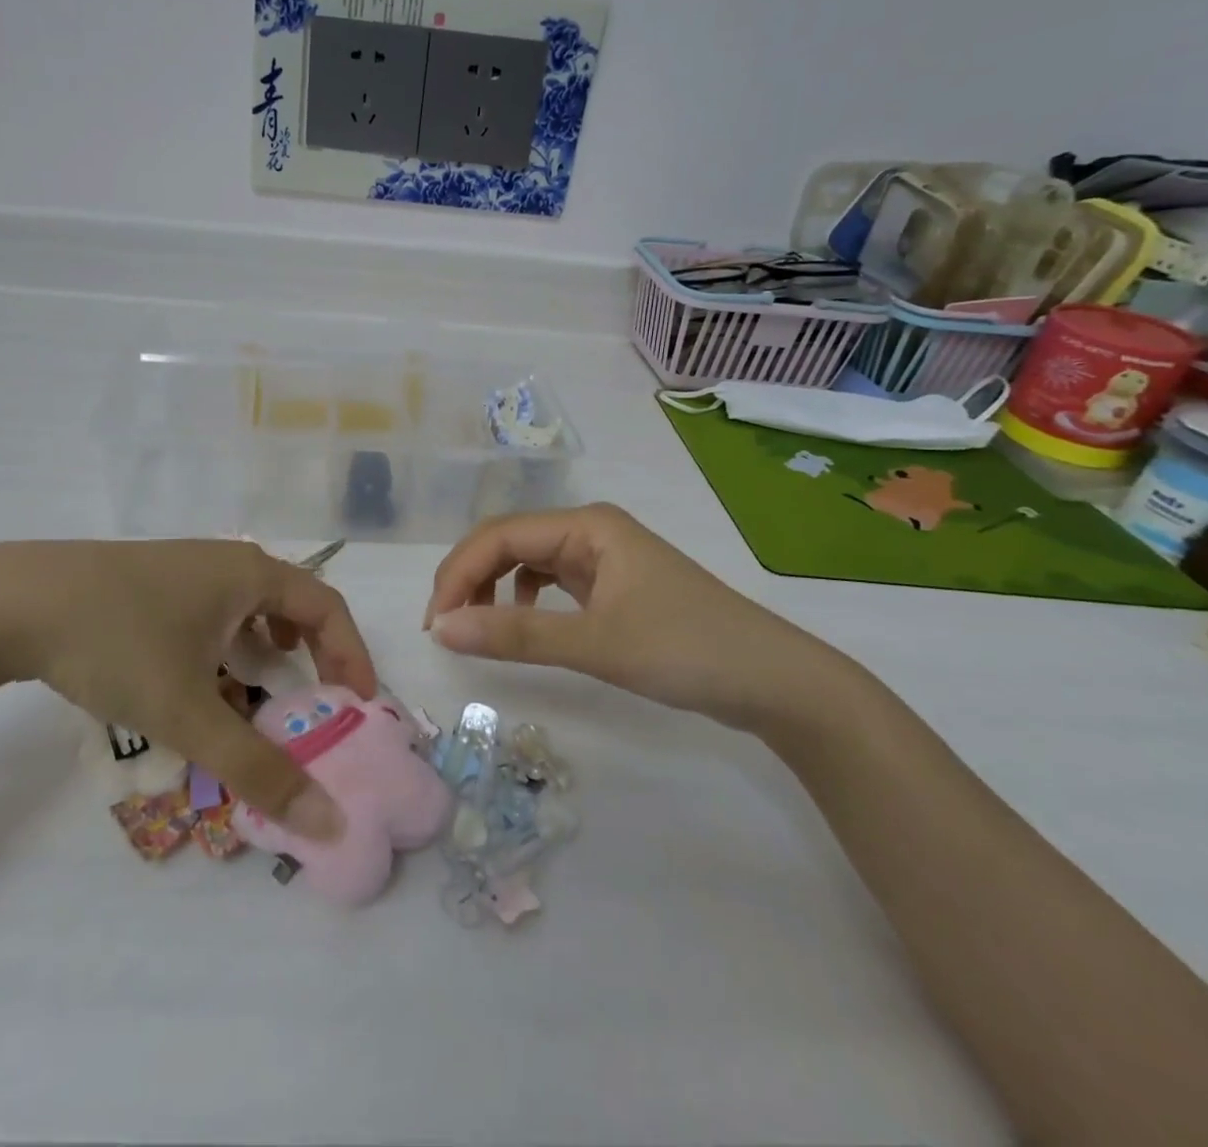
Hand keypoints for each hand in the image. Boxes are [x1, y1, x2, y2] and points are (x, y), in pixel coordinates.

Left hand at [0, 540, 376, 837]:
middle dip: (314, 654)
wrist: (8, 601)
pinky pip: (212, 610)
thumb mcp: (189, 711)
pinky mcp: (150, 581)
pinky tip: (202, 675)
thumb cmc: (116, 642)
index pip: (328, 608)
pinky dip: (228, 643)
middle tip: (318, 703)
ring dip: (269, 648)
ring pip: (249, 606)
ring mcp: (185, 566)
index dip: (352, 655)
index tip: (359, 706)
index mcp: (250, 574)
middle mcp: (226, 560)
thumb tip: (328, 821)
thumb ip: (257, 767)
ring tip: (267, 688)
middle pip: (293, 603)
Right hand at [422, 503, 832, 730]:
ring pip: (527, 561)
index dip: (458, 573)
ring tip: (475, 627)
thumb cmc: (686, 649)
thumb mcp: (596, 643)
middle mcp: (590, 531)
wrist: (773, 681)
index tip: (435, 623)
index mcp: (587, 525)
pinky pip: (550, 581)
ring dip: (493, 588)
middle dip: (470, 579)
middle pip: (509, 542)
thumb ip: (516, 635)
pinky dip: (524, 599)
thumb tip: (441, 630)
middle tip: (445, 628)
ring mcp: (603, 558)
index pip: (500, 536)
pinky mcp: (612, 586)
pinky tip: (524, 623)